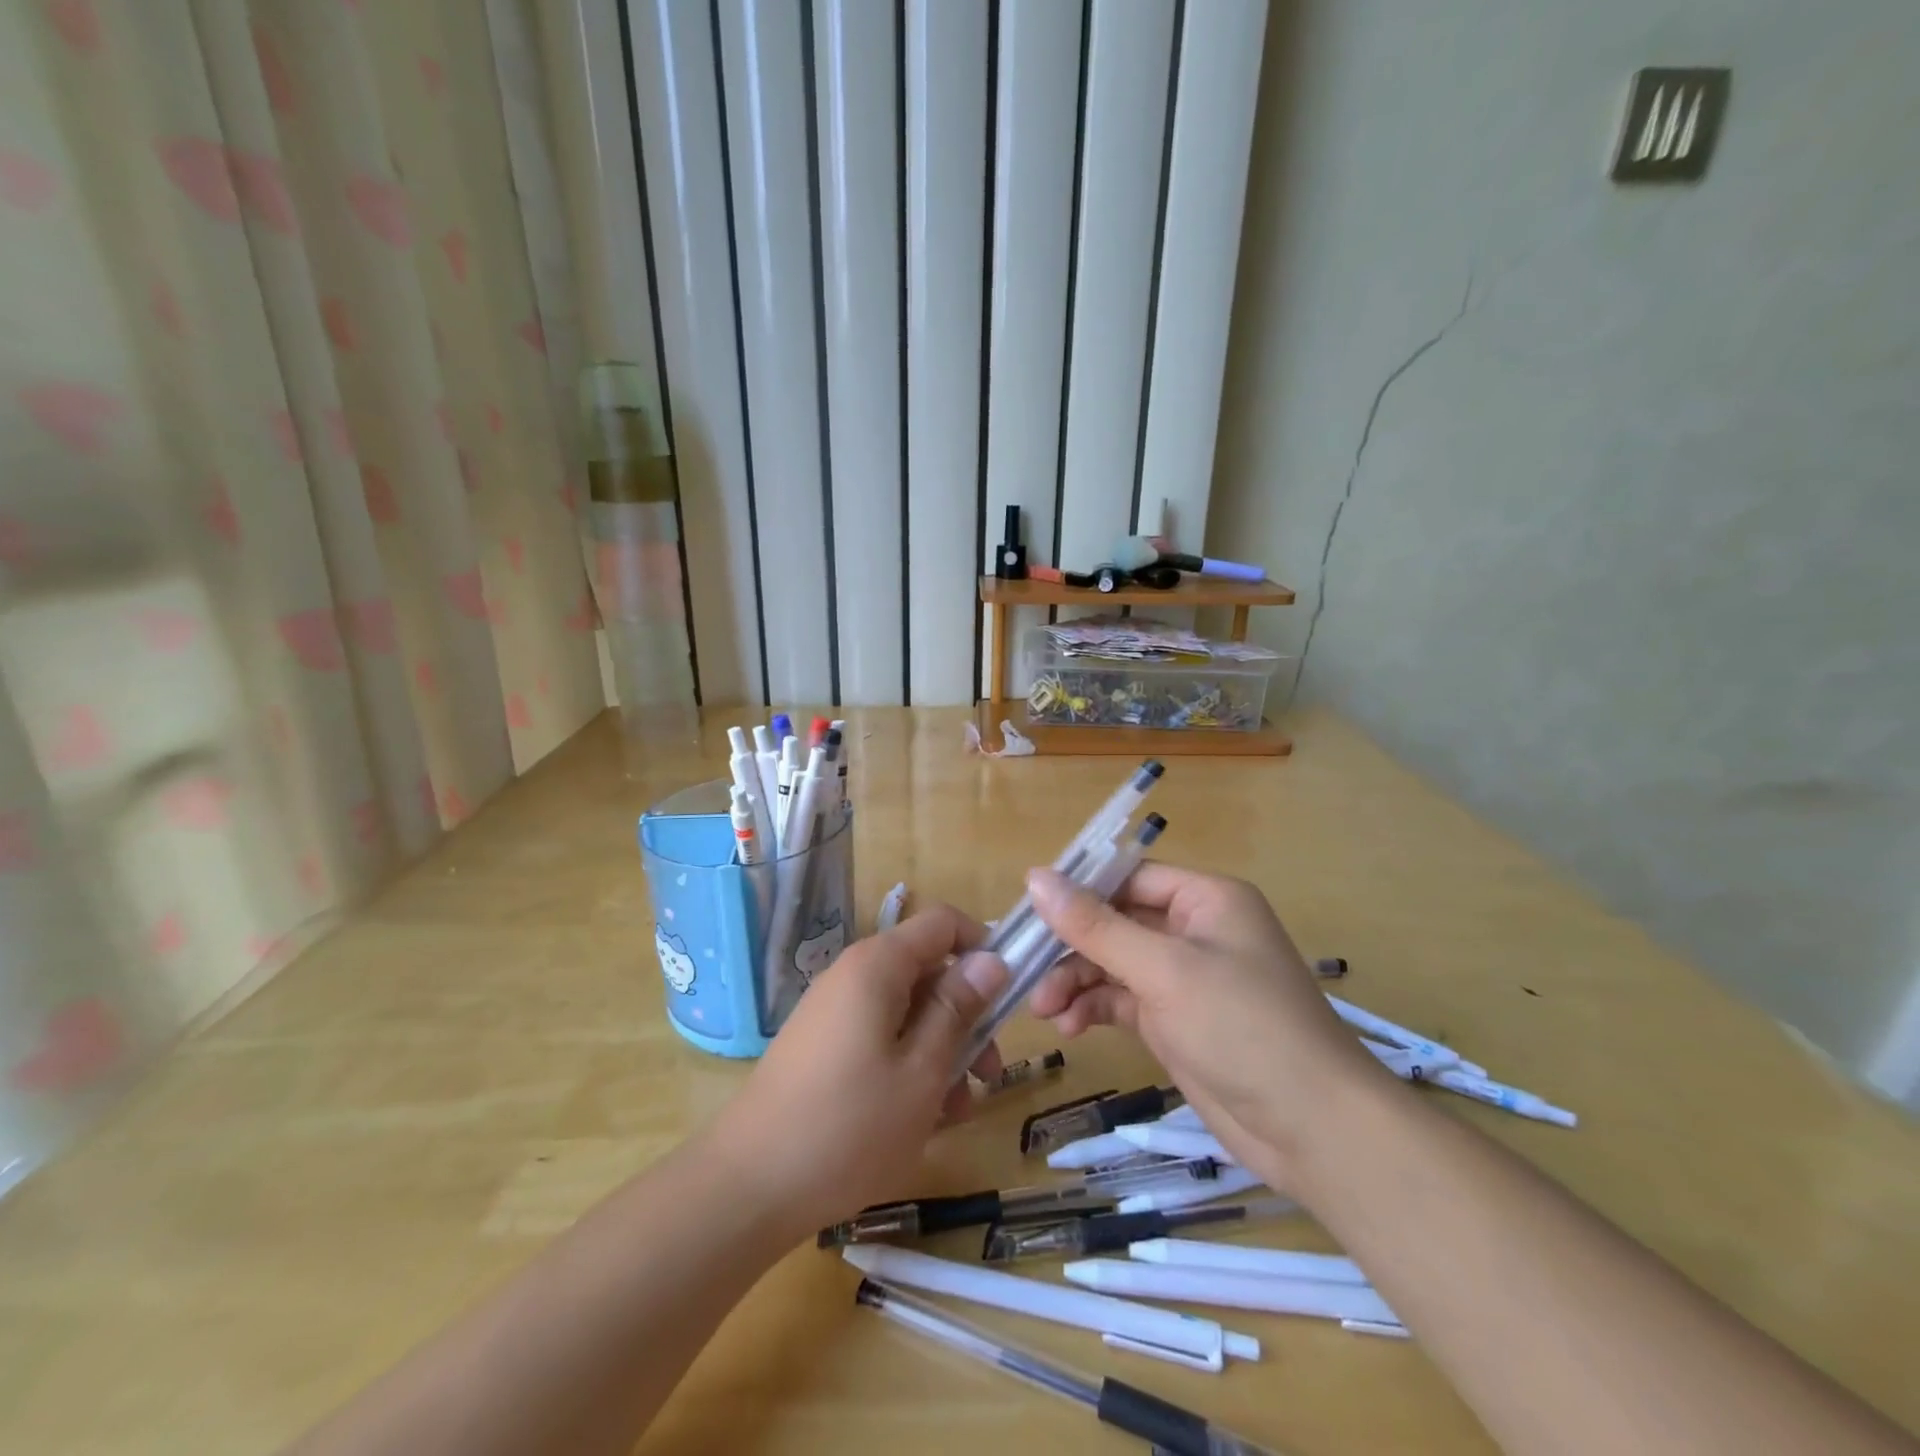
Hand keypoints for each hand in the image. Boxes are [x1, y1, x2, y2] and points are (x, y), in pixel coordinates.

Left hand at [704, 904, 1007, 1239]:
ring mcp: (836, 1012)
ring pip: (908, 1012)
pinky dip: (908, 1067)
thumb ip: (958, 1009)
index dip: (982, 947)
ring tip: (957, 1111)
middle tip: (989, 1076)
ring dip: (942, 1052)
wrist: (747, 1188)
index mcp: (878, 965)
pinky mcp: (825, 1047)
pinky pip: (881, 1038)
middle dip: (967, 1017)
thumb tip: (992, 959)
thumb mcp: (922, 1070)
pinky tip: (921, 1119)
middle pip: (929, 972)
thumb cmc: (849, 1127)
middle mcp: (854, 975)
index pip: (943, 923)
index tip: (1009, 996)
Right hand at [1025, 863, 1383, 1178]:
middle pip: (1115, 921)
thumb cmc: (1243, 1027)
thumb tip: (1035, 877)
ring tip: (1045, 1009)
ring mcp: (1184, 978)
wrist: (1314, 1131)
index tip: (1029, 910)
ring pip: (1113, 963)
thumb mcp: (1164, 970)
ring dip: (1076, 980)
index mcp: (1205, 899)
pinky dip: (1093, 1008)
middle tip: (1027, 969)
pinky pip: (1121, 999)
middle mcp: (1194, 930)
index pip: (1128, 878)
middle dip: (1072, 946)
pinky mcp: (1174, 1021)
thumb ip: (1095, 926)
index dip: (1078, 889)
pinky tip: (1070, 1026)